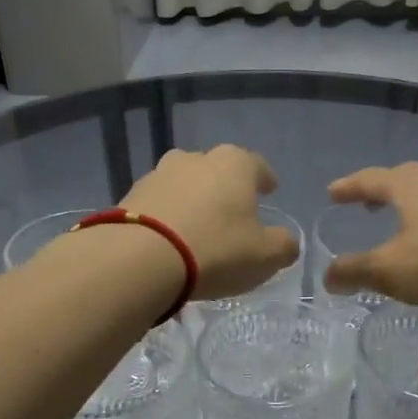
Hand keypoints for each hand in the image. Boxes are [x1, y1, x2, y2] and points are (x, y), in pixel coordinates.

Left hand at [121, 146, 299, 300]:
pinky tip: (169, 237)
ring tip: (197, 224)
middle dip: (225, 187)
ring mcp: (158, 174)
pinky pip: (158, 203)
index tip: (270, 190)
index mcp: (234, 164)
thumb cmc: (216, 250)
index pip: (257, 165)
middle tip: (232, 210)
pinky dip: (167, 215)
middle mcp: (196, 159)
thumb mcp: (265, 256)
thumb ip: (283, 245)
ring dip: (193, 199)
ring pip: (184, 183)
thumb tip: (286, 241)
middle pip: (217, 169)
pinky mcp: (130, 196)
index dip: (265, 179)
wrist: (140, 259)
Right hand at [321, 163, 417, 308]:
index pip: (371, 179)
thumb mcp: (390, 270)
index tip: (332, 193)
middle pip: (405, 178)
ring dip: (413, 205)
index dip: (349, 187)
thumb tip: (328, 277)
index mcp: (409, 186)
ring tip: (402, 223)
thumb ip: (356, 271)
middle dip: (383, 190)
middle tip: (368, 204)